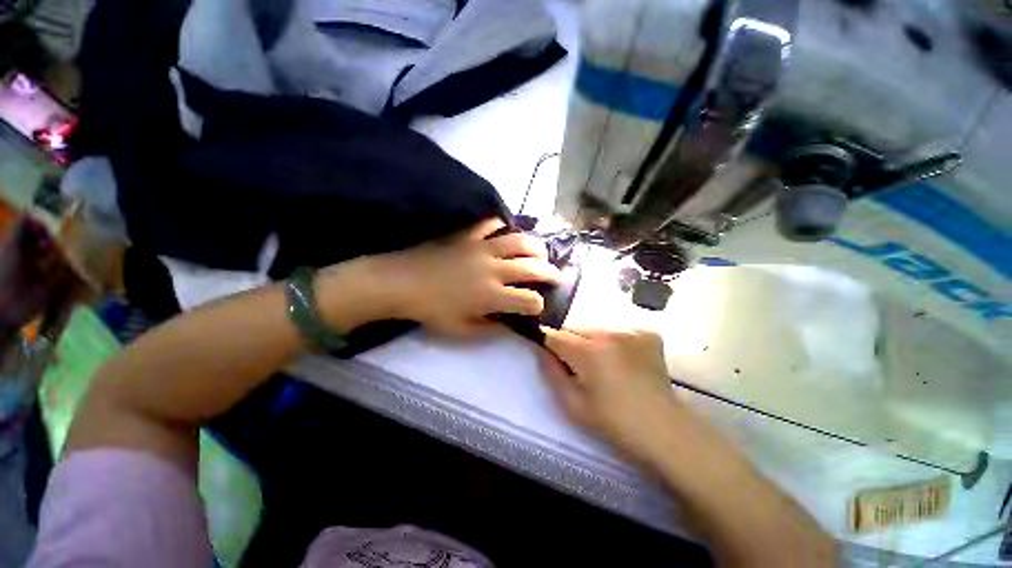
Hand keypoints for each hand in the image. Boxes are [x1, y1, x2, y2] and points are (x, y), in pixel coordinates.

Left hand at [378, 218, 561, 335]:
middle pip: (533, 267)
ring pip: (519, 241)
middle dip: (550, 273)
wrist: (401, 283)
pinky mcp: (468, 235)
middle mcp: (494, 269)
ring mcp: (481, 248)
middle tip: (556, 275)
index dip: (538, 305)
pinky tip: (505, 231)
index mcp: (492, 296)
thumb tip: (509, 324)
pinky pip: (491, 224)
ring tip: (540, 253)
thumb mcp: (461, 330)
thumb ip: (490, 328)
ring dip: (536, 247)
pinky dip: (502, 226)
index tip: (537, 306)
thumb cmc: (431, 310)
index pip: (530, 300)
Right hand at [541, 327, 681, 462]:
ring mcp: (630, 331)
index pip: (554, 335)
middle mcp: (608, 333)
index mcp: (588, 352)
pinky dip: (615, 341)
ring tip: (603, 364)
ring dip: (592, 341)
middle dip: (570, 343)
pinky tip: (624, 360)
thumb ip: (551, 373)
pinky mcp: (647, 333)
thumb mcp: (574, 404)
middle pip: (575, 328)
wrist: (665, 429)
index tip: (554, 358)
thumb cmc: (614, 422)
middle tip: (580, 367)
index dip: (550, 346)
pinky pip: (618, 331)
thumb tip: (541, 351)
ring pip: (596, 328)